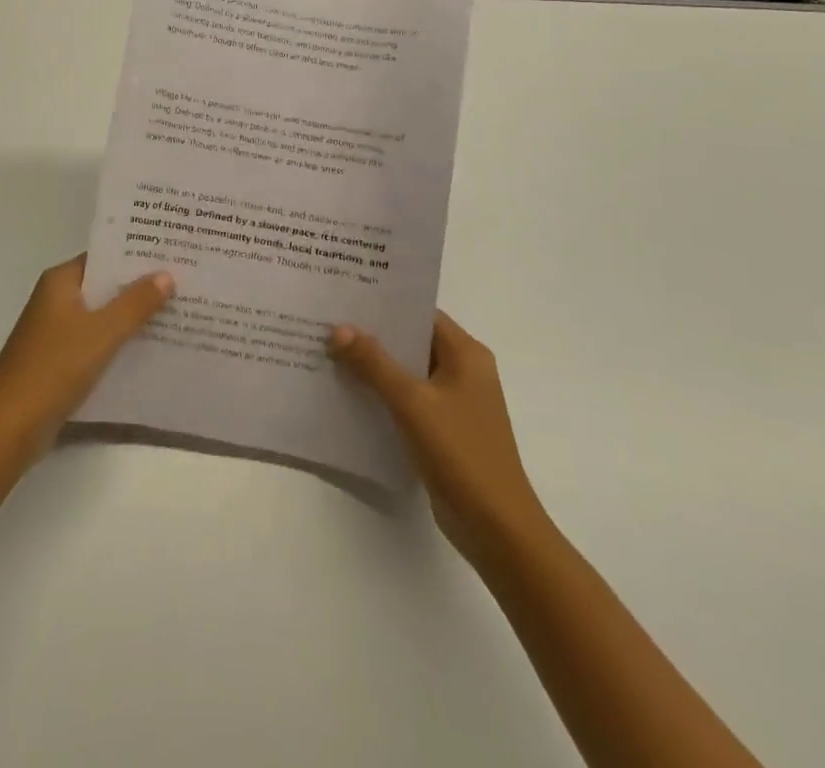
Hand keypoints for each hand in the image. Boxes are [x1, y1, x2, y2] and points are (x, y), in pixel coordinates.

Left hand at [0, 255, 174, 457]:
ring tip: (176, 312)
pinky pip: (95, 341)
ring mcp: (55, 331)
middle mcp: (55, 299)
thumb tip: (166, 274)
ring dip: (131, 316)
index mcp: (60, 281)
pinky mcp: (58, 360)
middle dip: (139, 287)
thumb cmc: (54, 368)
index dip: (136, 256)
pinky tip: (149, 348)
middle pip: (104, 286)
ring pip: (101, 315)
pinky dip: (118, 341)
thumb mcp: (102, 332)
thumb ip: (135, 303)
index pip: (103, 257)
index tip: (171, 254)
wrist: (10, 427)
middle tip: (184, 282)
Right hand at [329, 312, 547, 560]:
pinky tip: (347, 391)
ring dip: (373, 365)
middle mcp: (463, 371)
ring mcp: (454, 402)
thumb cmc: (461, 453)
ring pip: (406, 371)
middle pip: (411, 341)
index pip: (420, 313)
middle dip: (372, 334)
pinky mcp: (443, 429)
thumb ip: (374, 363)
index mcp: (466, 354)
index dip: (385, 304)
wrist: (497, 529)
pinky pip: (407, 399)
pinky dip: (381, 393)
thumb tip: (338, 329)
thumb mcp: (412, 402)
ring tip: (328, 351)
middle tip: (327, 320)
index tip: (345, 295)